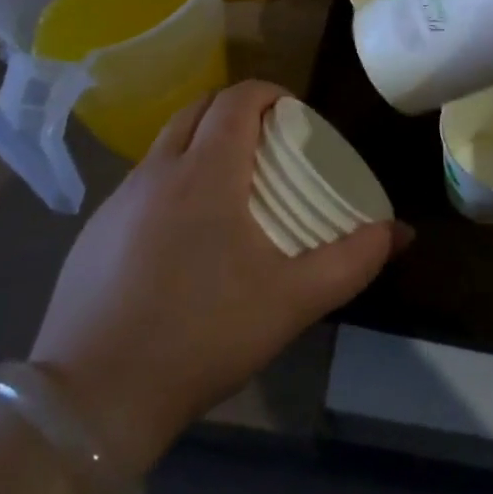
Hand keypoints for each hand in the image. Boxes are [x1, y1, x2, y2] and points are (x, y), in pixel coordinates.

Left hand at [29, 81, 404, 473]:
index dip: (270, 94)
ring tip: (231, 189)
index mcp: (205, 172)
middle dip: (237, 112)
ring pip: (166, 144)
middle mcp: (157, 170)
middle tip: (269, 146)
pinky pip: (142, 183)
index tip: (295, 117)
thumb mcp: (292, 301)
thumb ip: (352, 261)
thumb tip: (400, 232)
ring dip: (202, 144)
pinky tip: (184, 237)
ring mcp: (118, 200)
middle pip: (200, 108)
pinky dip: (172, 181)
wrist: (93, 399)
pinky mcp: (93, 232)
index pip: (238, 98)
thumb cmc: (202, 334)